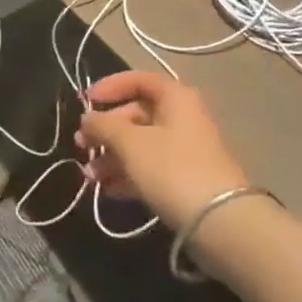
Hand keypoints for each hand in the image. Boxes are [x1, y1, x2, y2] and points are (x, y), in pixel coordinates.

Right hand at [76, 70, 245, 228]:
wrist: (220, 221)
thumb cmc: (171, 168)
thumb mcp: (130, 142)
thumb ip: (103, 125)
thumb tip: (87, 118)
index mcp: (175, 98)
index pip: (139, 80)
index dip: (110, 86)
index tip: (86, 101)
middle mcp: (182, 118)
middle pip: (136, 114)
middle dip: (105, 130)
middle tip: (81, 144)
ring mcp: (185, 150)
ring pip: (140, 144)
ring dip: (111, 156)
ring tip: (89, 175)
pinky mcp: (184, 179)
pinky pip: (149, 168)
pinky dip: (127, 174)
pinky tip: (106, 189)